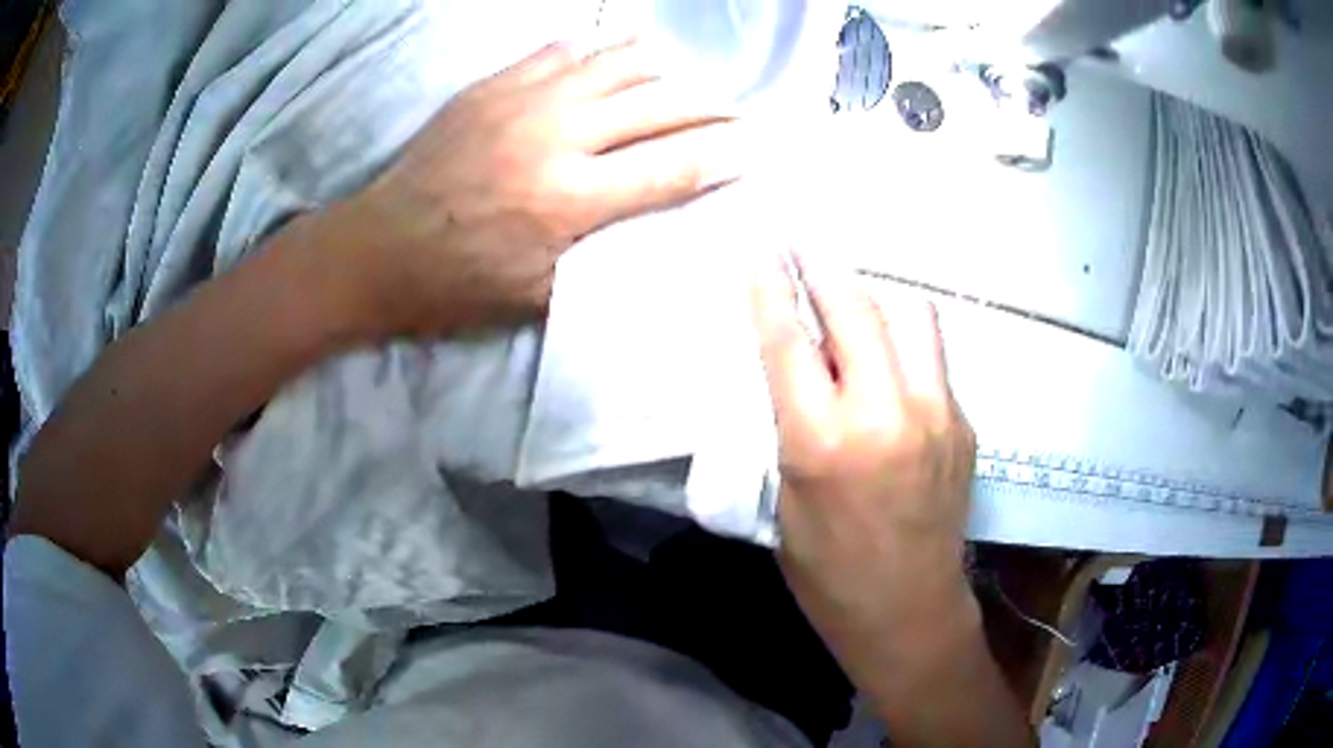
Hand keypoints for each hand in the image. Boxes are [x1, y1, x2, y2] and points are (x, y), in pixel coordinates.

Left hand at [335, 39, 741, 337]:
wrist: (380, 248)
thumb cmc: (457, 285)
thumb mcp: (537, 295)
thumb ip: (603, 258)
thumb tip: (659, 231)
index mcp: (570, 200)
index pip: (674, 168)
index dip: (724, 155)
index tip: (756, 147)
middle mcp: (557, 137)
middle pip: (660, 106)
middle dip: (710, 108)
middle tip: (736, 111)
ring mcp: (523, 100)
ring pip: (619, 63)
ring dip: (663, 71)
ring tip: (684, 80)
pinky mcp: (494, 85)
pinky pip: (563, 50)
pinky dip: (600, 53)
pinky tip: (613, 63)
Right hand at [751, 256, 978, 677]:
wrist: (908, 609)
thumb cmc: (828, 571)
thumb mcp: (786, 498)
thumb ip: (791, 425)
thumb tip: (796, 367)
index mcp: (824, 443)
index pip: (790, 342)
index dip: (771, 289)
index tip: (760, 250)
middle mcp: (886, 414)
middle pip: (854, 309)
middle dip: (821, 267)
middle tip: (800, 242)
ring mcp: (937, 413)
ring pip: (909, 316)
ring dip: (872, 297)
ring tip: (849, 294)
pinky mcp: (965, 423)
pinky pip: (932, 356)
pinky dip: (903, 339)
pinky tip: (887, 354)